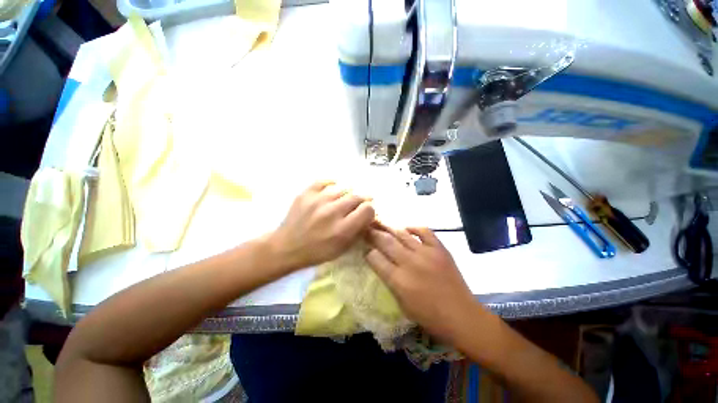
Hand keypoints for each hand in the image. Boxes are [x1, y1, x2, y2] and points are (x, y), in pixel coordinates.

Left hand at [268, 181, 375, 271]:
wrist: (286, 247)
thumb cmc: (317, 252)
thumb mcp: (342, 248)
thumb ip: (358, 231)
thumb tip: (368, 216)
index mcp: (342, 229)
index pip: (367, 209)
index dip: (370, 210)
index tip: (366, 213)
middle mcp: (332, 212)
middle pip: (357, 197)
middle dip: (361, 201)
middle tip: (357, 206)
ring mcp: (318, 201)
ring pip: (343, 188)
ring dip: (347, 195)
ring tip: (343, 201)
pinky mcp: (306, 194)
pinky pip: (325, 182)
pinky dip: (332, 185)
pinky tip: (333, 190)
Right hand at [366, 226, 482, 341]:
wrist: (462, 316)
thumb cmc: (429, 316)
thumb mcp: (402, 304)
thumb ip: (389, 281)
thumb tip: (380, 263)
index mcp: (398, 280)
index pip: (375, 258)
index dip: (368, 252)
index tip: (364, 248)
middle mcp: (409, 262)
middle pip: (385, 242)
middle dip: (373, 234)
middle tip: (366, 228)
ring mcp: (426, 253)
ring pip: (402, 234)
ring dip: (389, 227)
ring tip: (380, 222)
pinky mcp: (439, 249)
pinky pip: (424, 231)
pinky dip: (413, 227)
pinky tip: (406, 228)